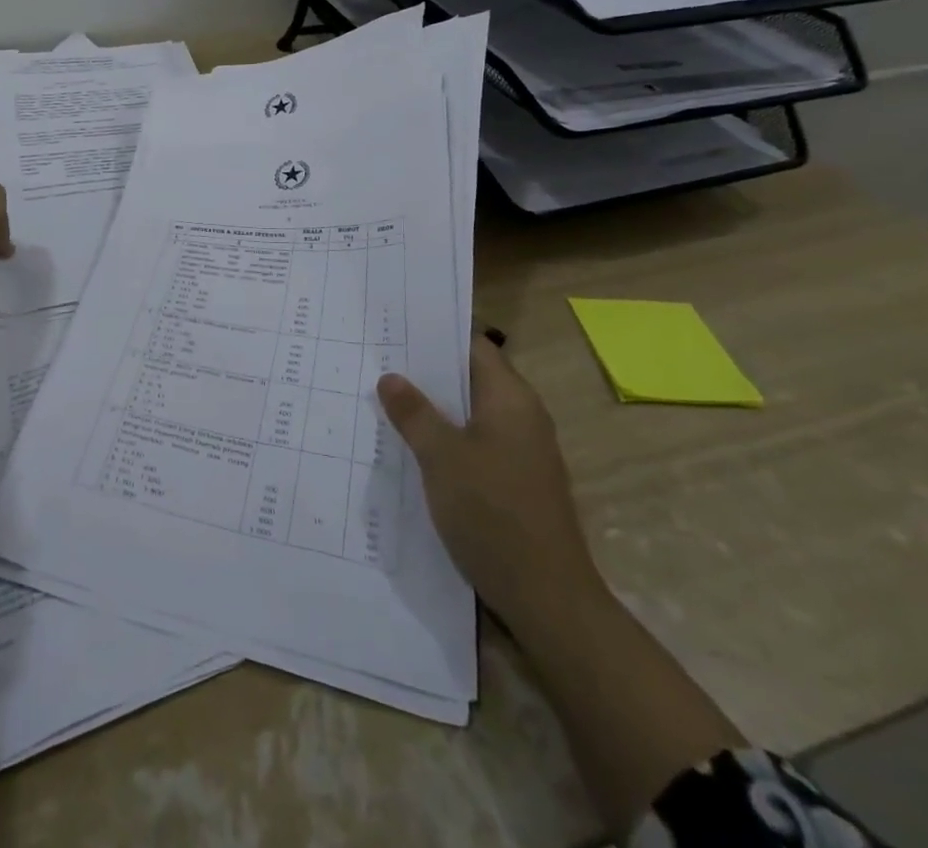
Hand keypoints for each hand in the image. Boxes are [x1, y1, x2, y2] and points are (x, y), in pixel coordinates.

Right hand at [376, 331, 601, 620]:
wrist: (547, 598)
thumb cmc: (493, 513)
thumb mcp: (441, 457)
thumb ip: (414, 413)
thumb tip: (391, 377)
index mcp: (511, 398)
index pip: (473, 346)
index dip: (436, 335)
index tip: (395, 329)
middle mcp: (522, 417)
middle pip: (471, 379)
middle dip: (428, 373)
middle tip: (380, 363)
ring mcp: (523, 452)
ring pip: (472, 414)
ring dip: (435, 409)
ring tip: (388, 401)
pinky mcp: (517, 482)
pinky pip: (477, 443)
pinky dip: (448, 438)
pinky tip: (415, 449)